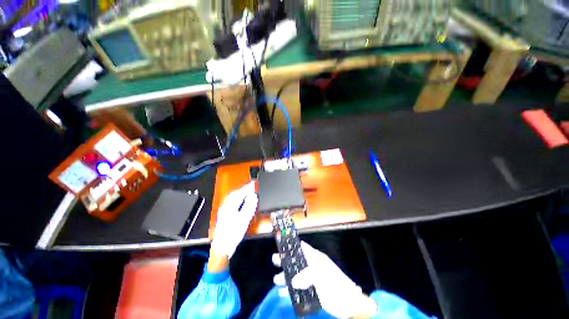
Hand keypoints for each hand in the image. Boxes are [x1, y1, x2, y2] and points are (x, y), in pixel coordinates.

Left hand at [210, 181, 256, 258]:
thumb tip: (253, 196)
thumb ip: (249, 206)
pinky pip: (231, 201)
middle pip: (235, 193)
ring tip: (248, 190)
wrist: (222, 247)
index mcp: (230, 206)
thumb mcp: (243, 220)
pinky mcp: (224, 213)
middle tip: (252, 185)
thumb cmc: (233, 234)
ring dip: (241, 192)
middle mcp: (225, 206)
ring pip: (232, 197)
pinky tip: (241, 199)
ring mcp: (224, 210)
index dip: (248, 187)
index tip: (254, 183)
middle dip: (244, 189)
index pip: (240, 193)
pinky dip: (238, 198)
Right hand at [273, 241, 376, 318]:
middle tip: (274, 259)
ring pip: (296, 276)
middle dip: (285, 260)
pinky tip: (283, 293)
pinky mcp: (313, 291)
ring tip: (276, 280)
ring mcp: (312, 279)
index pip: (303, 248)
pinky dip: (291, 291)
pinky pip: (299, 289)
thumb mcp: (321, 275)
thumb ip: (306, 276)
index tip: (282, 243)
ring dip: (286, 277)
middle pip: (296, 261)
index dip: (293, 245)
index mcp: (316, 258)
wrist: (348, 303)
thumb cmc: (335, 284)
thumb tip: (293, 281)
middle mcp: (312, 267)